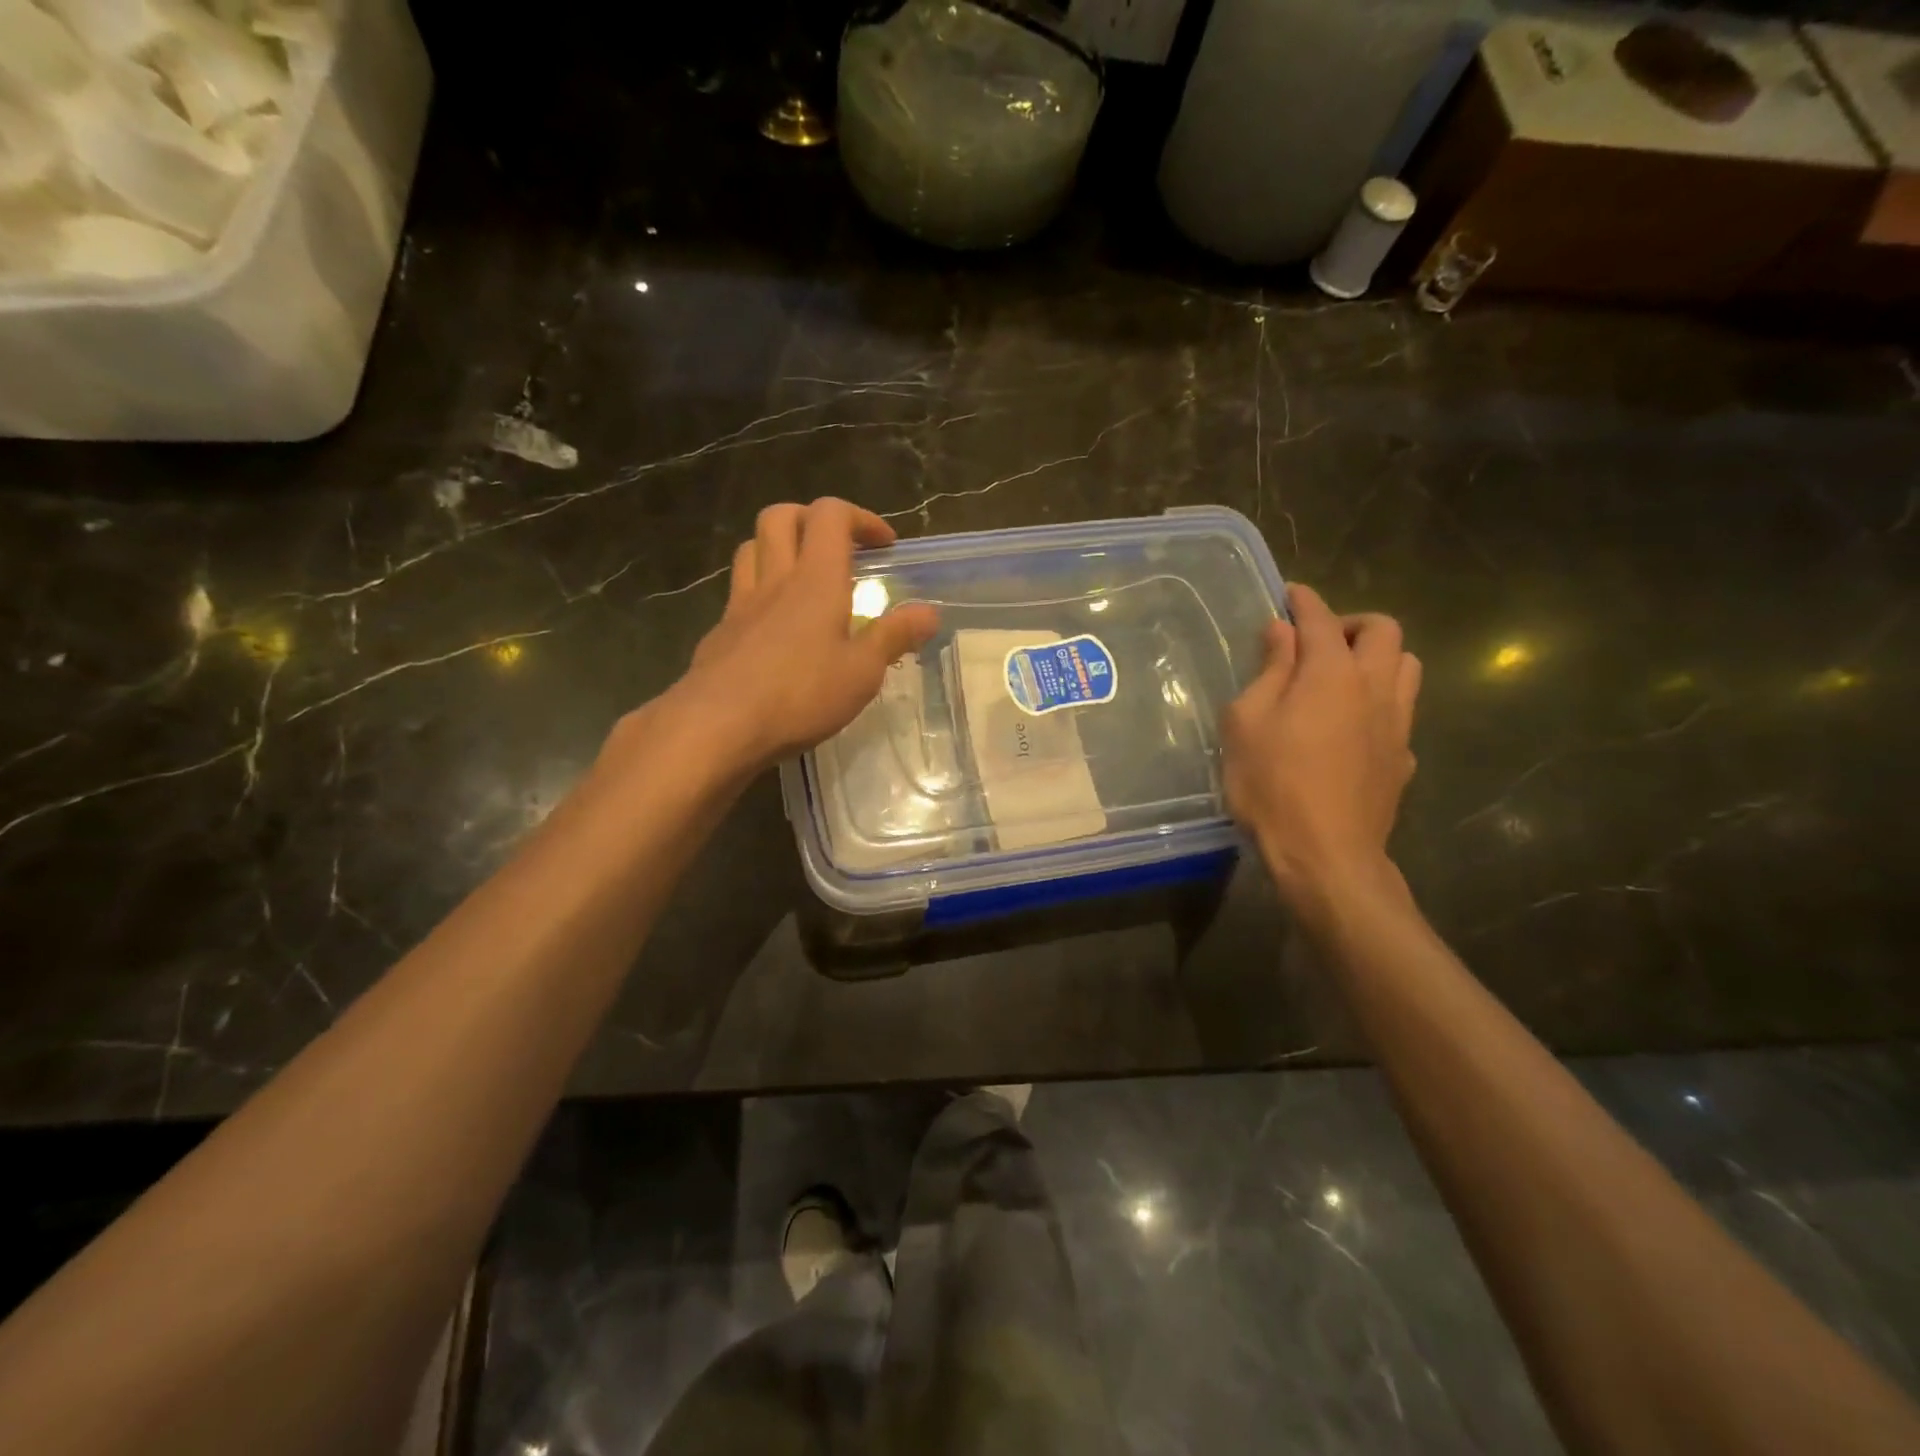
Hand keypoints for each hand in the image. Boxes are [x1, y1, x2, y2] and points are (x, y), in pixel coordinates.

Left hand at [670, 498, 938, 772]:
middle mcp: (775, 580)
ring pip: (752, 547)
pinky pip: (739, 590)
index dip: (860, 518)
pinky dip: (760, 589)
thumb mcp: (862, 673)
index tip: (884, 545)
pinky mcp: (721, 632)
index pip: (830, 516)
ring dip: (779, 547)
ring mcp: (741, 604)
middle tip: (839, 548)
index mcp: (815, 580)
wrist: (718, 726)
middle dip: (812, 518)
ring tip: (804, 575)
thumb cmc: (800, 696)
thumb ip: (894, 637)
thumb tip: (930, 612)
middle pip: (780, 517)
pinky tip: (776, 624)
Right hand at [1222, 583, 1421, 911]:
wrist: (1326, 854)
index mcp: (1331, 673)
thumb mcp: (1247, 723)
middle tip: (1318, 640)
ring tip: (1342, 676)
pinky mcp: (1404, 757)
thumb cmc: (1271, 785)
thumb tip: (1281, 632)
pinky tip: (1352, 725)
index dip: (1304, 600)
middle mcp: (1374, 687)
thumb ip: (1269, 671)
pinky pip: (1401, 709)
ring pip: (1406, 665)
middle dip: (1351, 622)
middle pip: (1383, 630)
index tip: (1289, 593)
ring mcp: (1397, 723)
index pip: (1321, 619)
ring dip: (1377, 656)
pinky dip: (1380, 699)